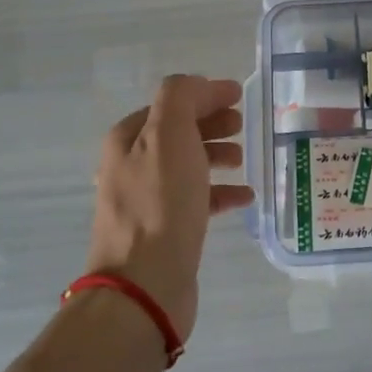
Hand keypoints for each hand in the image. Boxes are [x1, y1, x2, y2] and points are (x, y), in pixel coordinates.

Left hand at [84, 75, 253, 342]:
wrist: (145, 286)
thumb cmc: (160, 205)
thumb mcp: (169, 136)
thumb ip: (180, 98)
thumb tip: (198, 86)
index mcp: (128, 139)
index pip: (170, 103)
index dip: (204, 95)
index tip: (239, 95)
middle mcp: (131, 166)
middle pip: (177, 133)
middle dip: (210, 123)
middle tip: (242, 125)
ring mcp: (145, 201)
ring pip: (186, 166)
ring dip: (215, 156)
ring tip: (242, 159)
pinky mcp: (163, 232)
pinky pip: (195, 201)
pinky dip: (219, 193)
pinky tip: (243, 197)